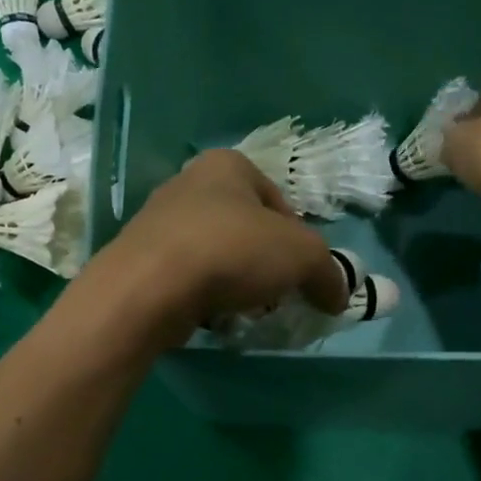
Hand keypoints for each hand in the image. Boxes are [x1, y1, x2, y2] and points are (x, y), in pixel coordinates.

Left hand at [84, 151, 349, 343]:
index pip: (279, 202)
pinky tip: (211, 316)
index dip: (298, 241)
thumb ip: (329, 273)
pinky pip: (187, 277)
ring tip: (242, 309)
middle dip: (265, 265)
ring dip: (236, 283)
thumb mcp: (302, 256)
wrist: (150, 287)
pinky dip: (204, 296)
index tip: (300, 274)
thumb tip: (338, 296)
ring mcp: (159, 222)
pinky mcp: (141, 260)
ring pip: (217, 255)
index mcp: (227, 165)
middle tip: (274, 295)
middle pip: (247, 230)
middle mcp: (189, 184)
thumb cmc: (232, 251)